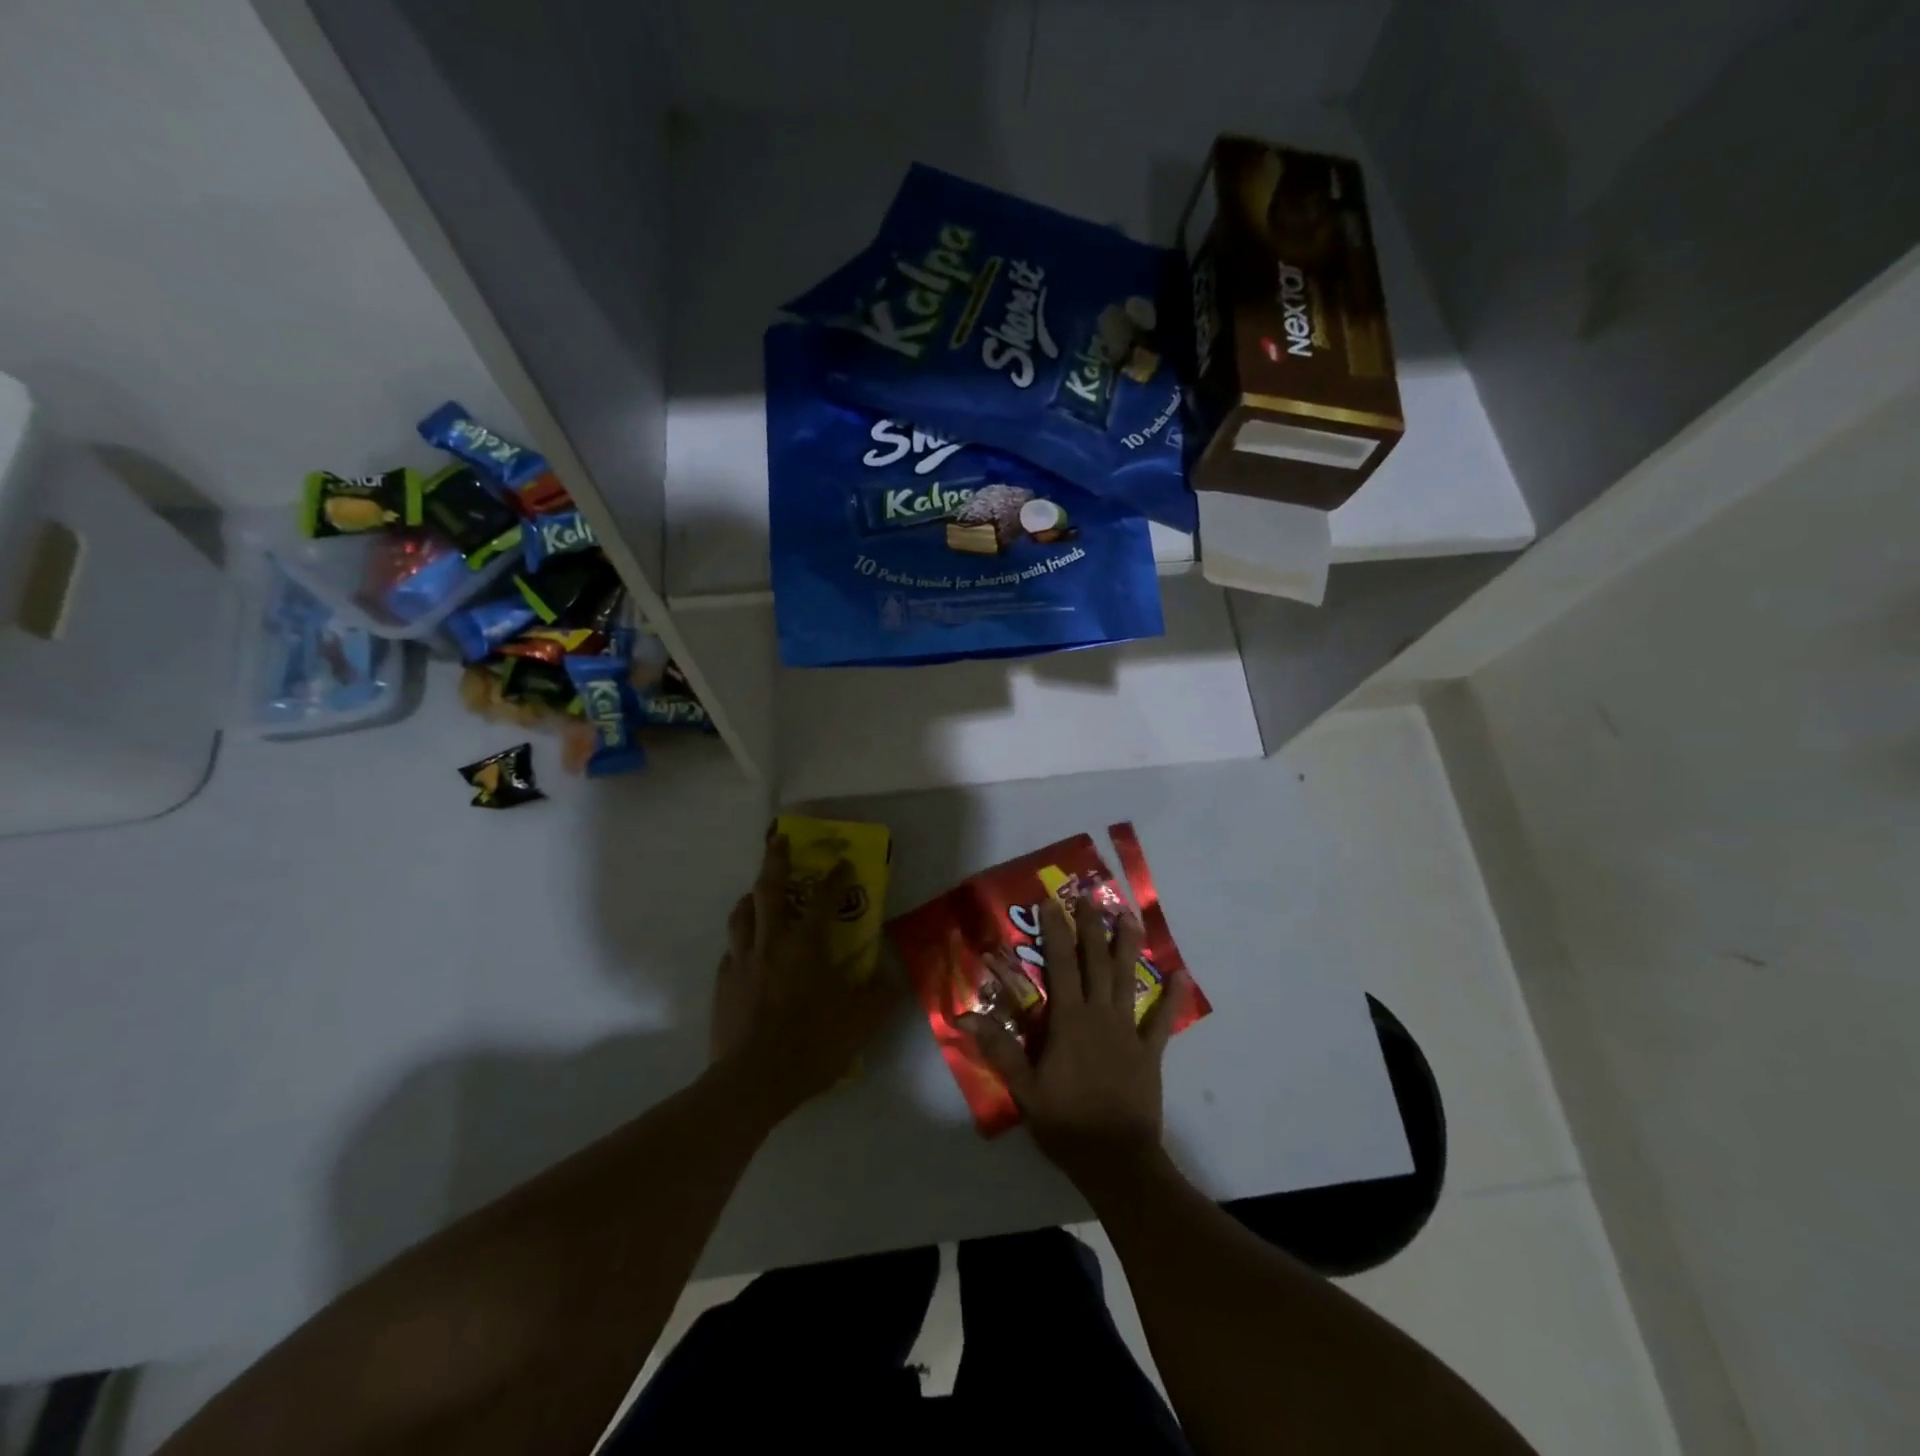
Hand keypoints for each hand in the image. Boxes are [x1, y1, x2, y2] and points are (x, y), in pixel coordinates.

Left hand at [709, 834, 896, 1121]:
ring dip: (751, 896)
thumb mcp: (861, 1022)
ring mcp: (742, 962)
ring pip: (741, 915)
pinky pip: (731, 950)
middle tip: (779, 840)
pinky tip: (747, 950)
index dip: (834, 877)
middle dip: (775, 860)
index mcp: (806, 945)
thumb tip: (890, 974)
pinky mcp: (724, 984)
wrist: (752, 1082)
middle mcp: (771, 943)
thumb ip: (879, 994)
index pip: (823, 899)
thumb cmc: (812, 1045)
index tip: (842, 860)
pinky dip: (741, 940)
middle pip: (769, 890)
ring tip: (757, 892)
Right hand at [961, 896, 1179, 1188]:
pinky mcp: (1149, 1052)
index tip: (1052, 903)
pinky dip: (1171, 998)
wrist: (1116, 1160)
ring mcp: (1128, 1031)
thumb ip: (998, 1048)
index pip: (1061, 965)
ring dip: (1128, 947)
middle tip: (1092, 896)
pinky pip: (1161, 1020)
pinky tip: (1180, 976)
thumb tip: (964, 1015)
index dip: (1056, 932)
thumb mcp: (1024, 1088)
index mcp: (1069, 1020)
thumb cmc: (1065, 1122)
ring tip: (1130, 917)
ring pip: (1127, 980)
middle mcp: (1100, 1015)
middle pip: (1096, 962)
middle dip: (1092, 927)